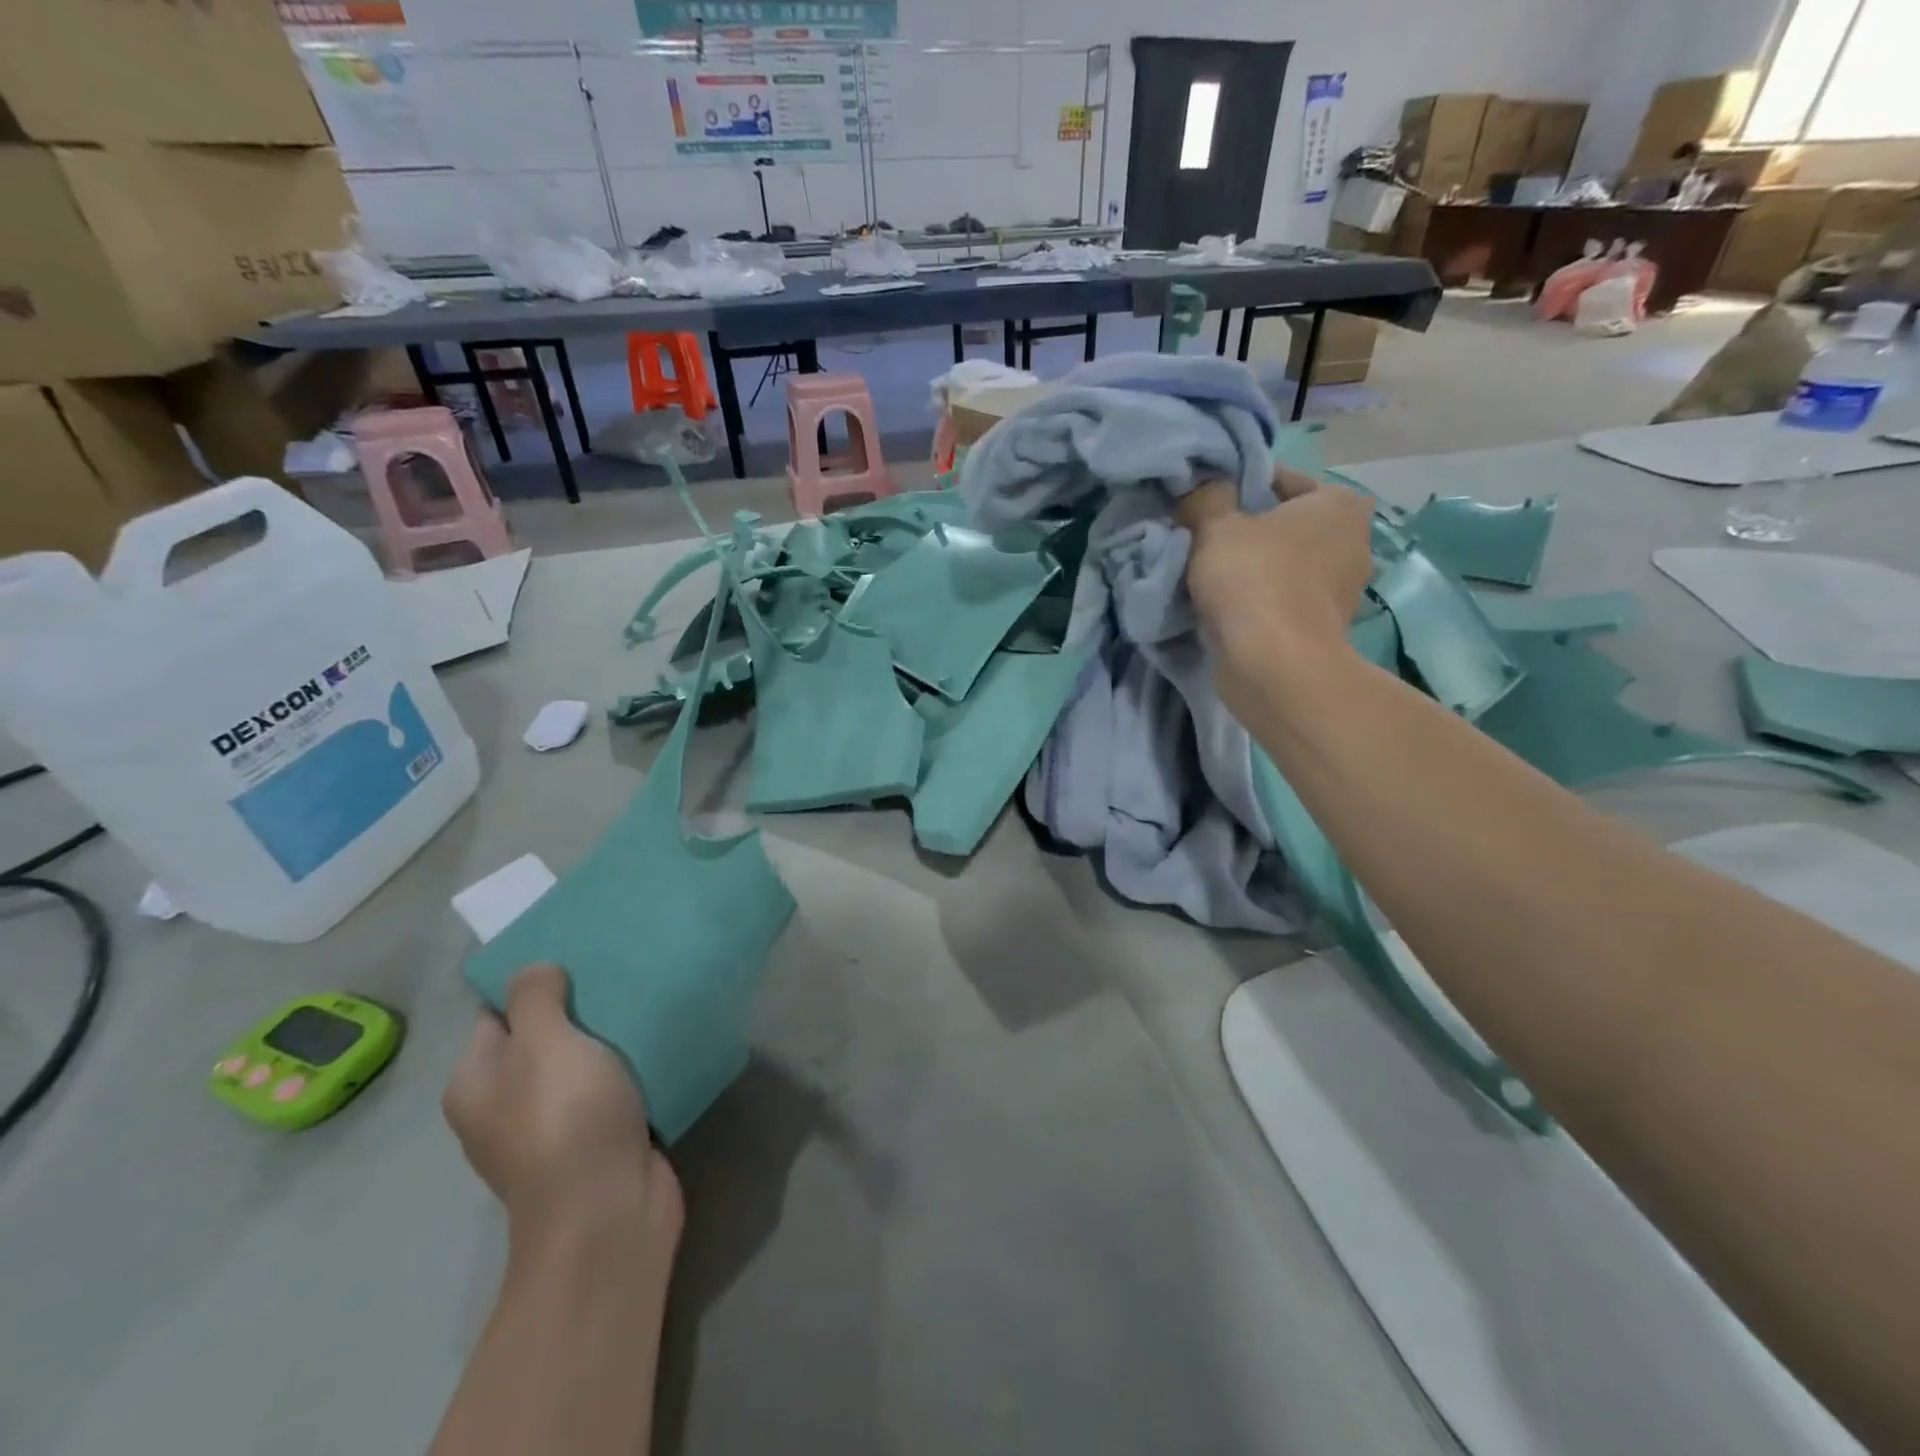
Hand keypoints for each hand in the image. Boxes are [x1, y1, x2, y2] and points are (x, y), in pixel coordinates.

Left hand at [445, 964, 682, 1263]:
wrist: (609, 1213)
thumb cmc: (566, 1121)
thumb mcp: (543, 1047)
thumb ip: (534, 1000)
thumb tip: (535, 971)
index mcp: (478, 1082)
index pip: (496, 1013)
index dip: (530, 978)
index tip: (574, 946)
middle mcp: (509, 1103)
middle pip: (544, 1033)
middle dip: (579, 1000)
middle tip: (619, 961)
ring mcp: (557, 1123)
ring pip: (584, 1058)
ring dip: (612, 1030)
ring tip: (647, 988)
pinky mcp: (601, 1135)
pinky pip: (615, 1083)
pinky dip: (633, 1060)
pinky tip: (661, 1034)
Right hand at [1178, 466, 1374, 667]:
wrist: (1274, 666)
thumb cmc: (1253, 579)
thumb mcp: (1214, 525)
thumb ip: (1207, 498)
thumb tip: (1205, 486)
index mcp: (1339, 504)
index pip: (1281, 481)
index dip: (1238, 489)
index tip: (1206, 507)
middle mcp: (1354, 542)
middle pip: (1285, 528)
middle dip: (1248, 535)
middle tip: (1204, 543)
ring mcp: (1344, 592)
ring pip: (1284, 568)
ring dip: (1252, 573)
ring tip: (1208, 580)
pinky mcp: (1324, 631)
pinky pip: (1282, 604)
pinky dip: (1259, 605)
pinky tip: (1225, 612)